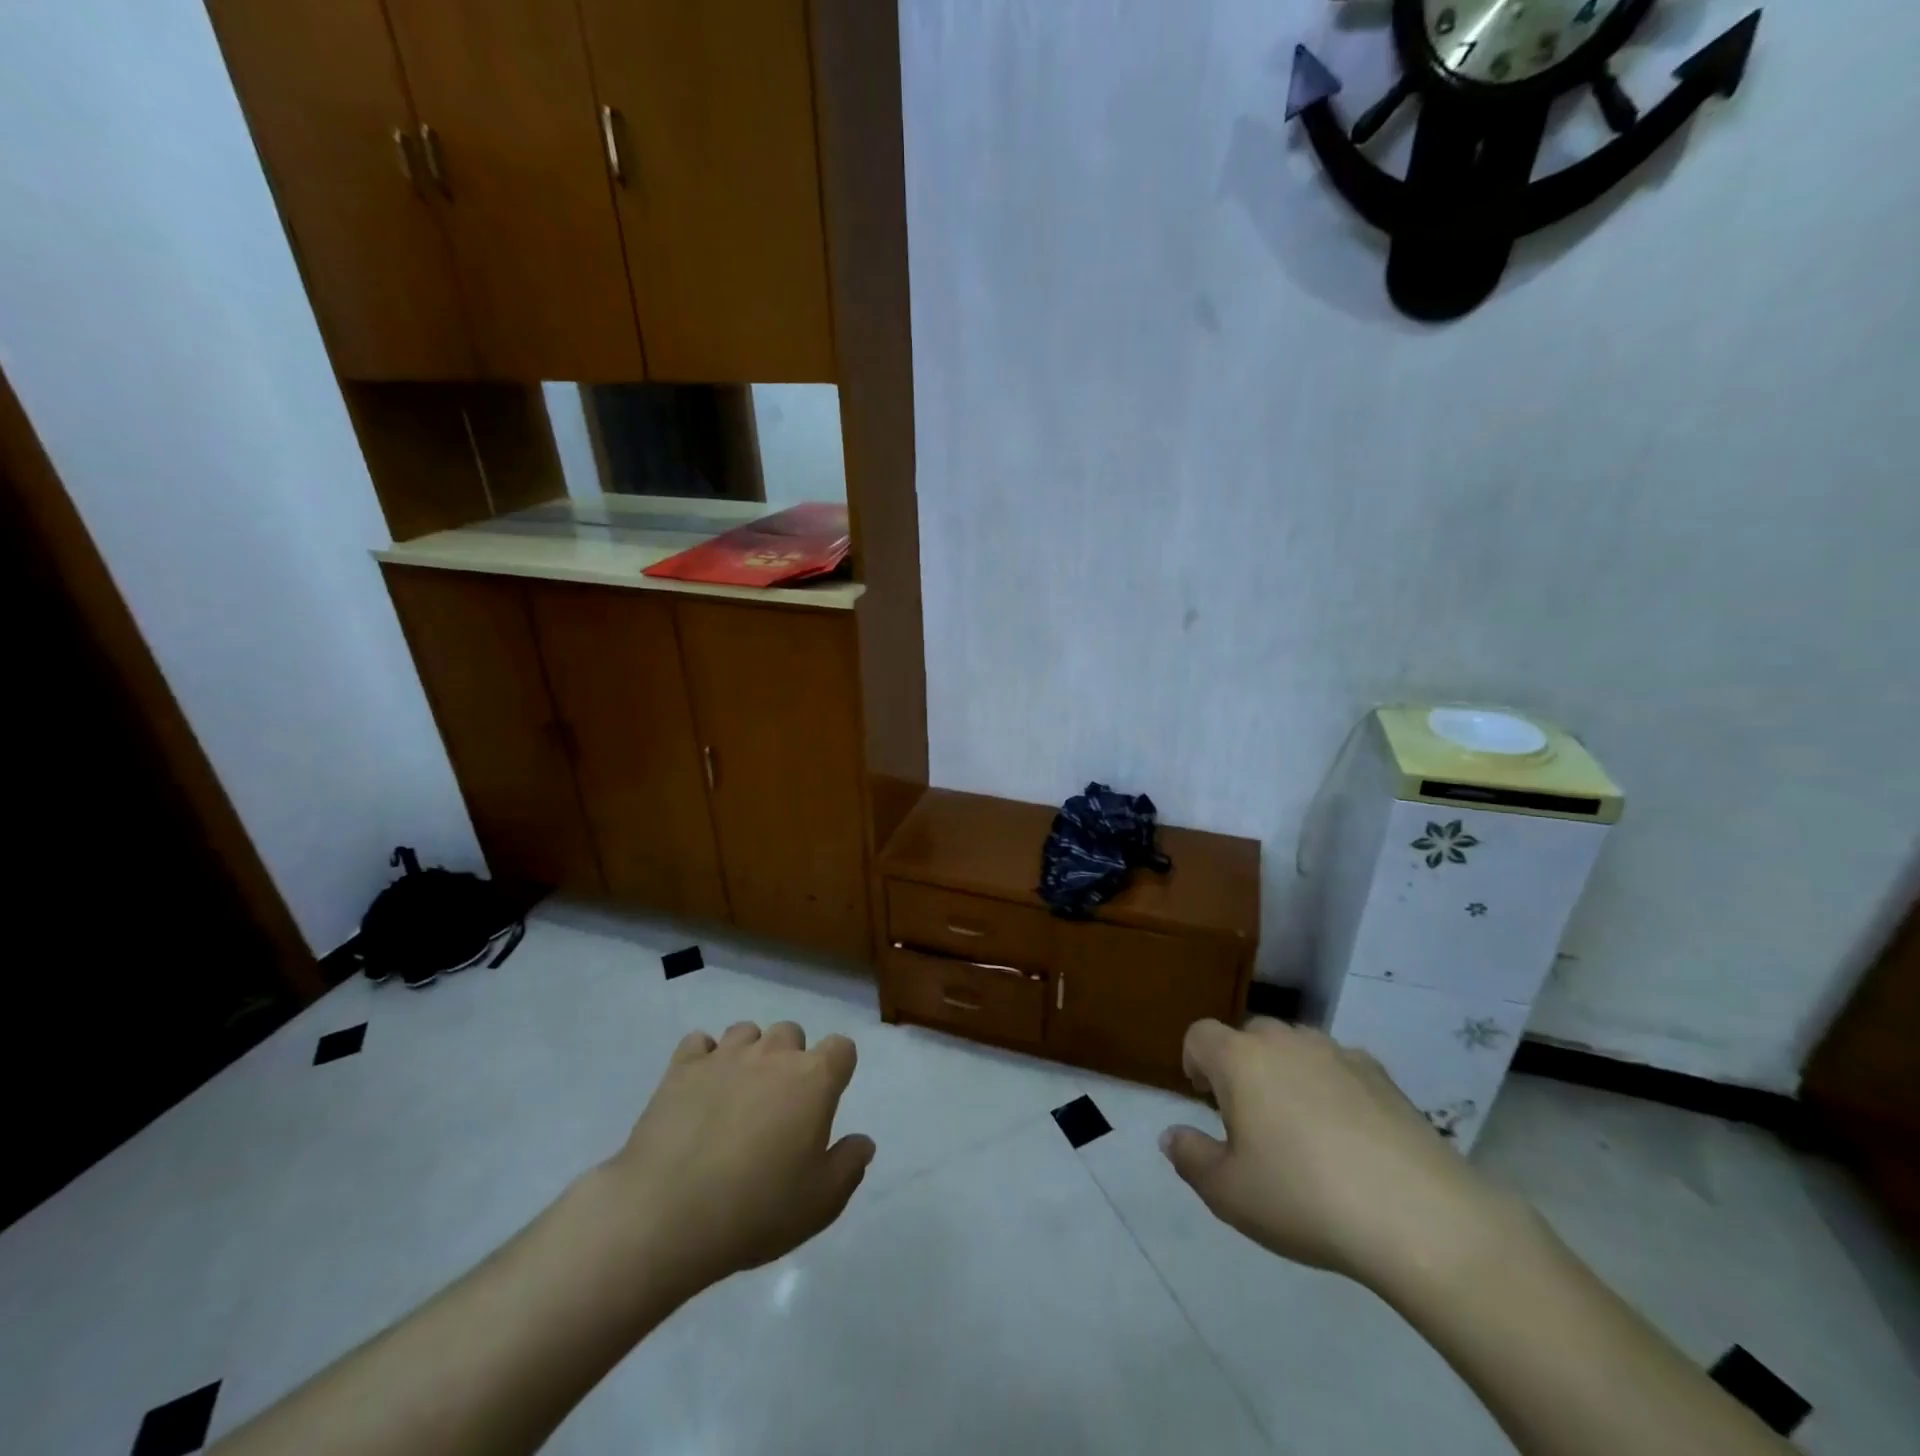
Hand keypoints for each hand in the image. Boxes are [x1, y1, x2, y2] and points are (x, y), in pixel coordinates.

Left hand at [595, 1020, 873, 1298]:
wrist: (665, 1215)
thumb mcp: (820, 1203)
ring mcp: (725, 1055)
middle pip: (792, 1033)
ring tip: (738, 1094)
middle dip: (791, 1059)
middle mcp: (773, 1054)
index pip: (842, 1047)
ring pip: (747, 1032)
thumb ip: (849, 1166)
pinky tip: (699, 1089)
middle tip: (779, 1105)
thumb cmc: (755, 1210)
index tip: (826, 1100)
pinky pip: (699, 1043)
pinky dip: (704, 1058)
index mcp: (814, 1079)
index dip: (838, 1069)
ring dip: (749, 1054)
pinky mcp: (682, 1067)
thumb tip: (863, 1142)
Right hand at [1161, 1018, 1522, 1289]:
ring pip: (1296, 1049)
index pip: (1200, 1035)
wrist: (1420, 1218)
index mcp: (1240, 1059)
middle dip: (1242, 1068)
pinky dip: (1333, 1088)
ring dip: (1287, 1074)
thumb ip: (1190, 1158)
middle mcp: (1285, 1041)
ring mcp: (1338, 1053)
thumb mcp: (1229, 1194)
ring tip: (1303, 1130)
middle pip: (1249, 1037)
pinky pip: (1340, 1067)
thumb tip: (1171, 1135)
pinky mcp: (1383, 1075)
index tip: (1205, 1102)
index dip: (1194, 1062)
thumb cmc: (1304, 1199)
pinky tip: (1351, 1138)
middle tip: (1252, 1122)